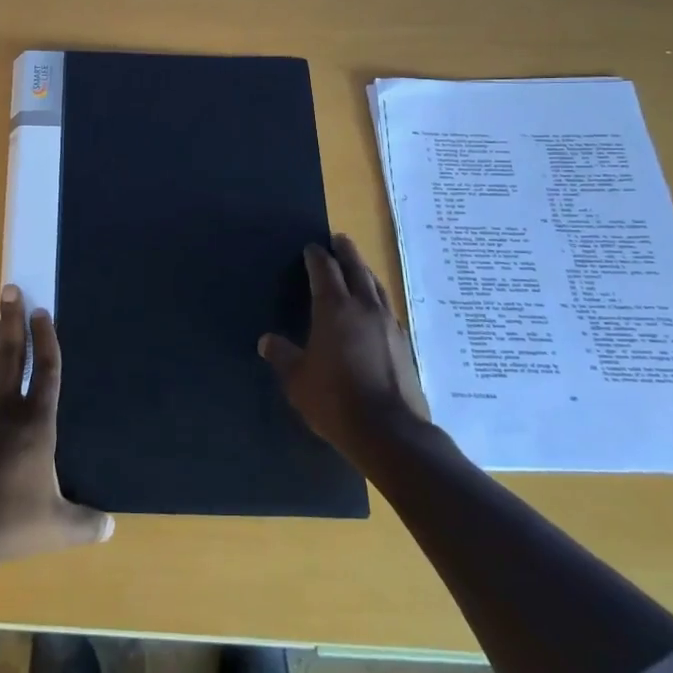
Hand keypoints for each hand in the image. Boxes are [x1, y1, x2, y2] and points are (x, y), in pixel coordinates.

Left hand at [0, 287, 113, 571]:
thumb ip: (85, 524)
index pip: (47, 371)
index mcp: (36, 424)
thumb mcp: (56, 527)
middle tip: (10, 289)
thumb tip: (111, 528)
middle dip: (13, 321)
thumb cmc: (8, 523)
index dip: (47, 339)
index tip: (42, 311)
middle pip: (12, 356)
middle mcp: (5, 411)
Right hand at [258, 233, 431, 460]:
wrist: (390, 432)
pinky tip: (374, 307)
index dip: (316, 256)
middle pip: (356, 268)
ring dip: (365, 271)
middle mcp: (364, 308)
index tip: (310, 248)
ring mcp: (388, 324)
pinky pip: (387, 307)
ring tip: (358, 266)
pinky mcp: (404, 343)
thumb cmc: (335, 400)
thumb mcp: (297, 380)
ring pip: (376, 286)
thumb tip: (267, 341)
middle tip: (338, 240)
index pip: (324, 270)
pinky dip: (377, 297)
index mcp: (334, 309)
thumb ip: (283, 356)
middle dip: (345, 252)